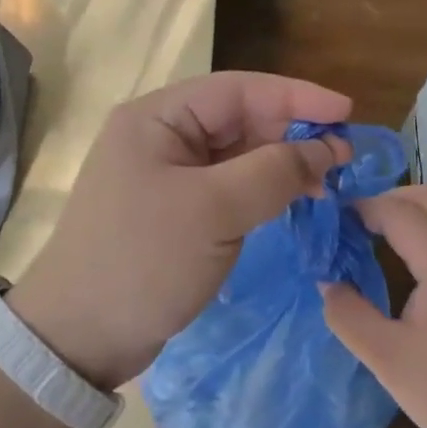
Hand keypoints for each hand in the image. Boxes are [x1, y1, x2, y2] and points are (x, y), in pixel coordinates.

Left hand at [11, 72, 352, 389]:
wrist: (79, 337)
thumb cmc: (142, 261)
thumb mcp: (213, 211)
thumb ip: (273, 172)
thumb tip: (326, 149)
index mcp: (157, 119)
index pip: (237, 90)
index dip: (296, 96)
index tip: (347, 110)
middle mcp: (161, 138)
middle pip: (239, 120)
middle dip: (292, 133)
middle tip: (347, 155)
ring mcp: (167, 177)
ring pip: (238, 156)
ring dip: (282, 164)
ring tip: (329, 181)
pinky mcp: (176, 213)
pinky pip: (229, 188)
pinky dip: (263, 191)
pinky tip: (294, 201)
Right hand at [321, 185, 426, 427]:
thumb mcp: (389, 360)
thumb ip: (349, 316)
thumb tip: (329, 283)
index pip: (398, 211)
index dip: (362, 208)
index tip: (334, 224)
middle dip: (388, 201)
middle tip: (357, 226)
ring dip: (417, 211)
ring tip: (386, 236)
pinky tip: (423, 262)